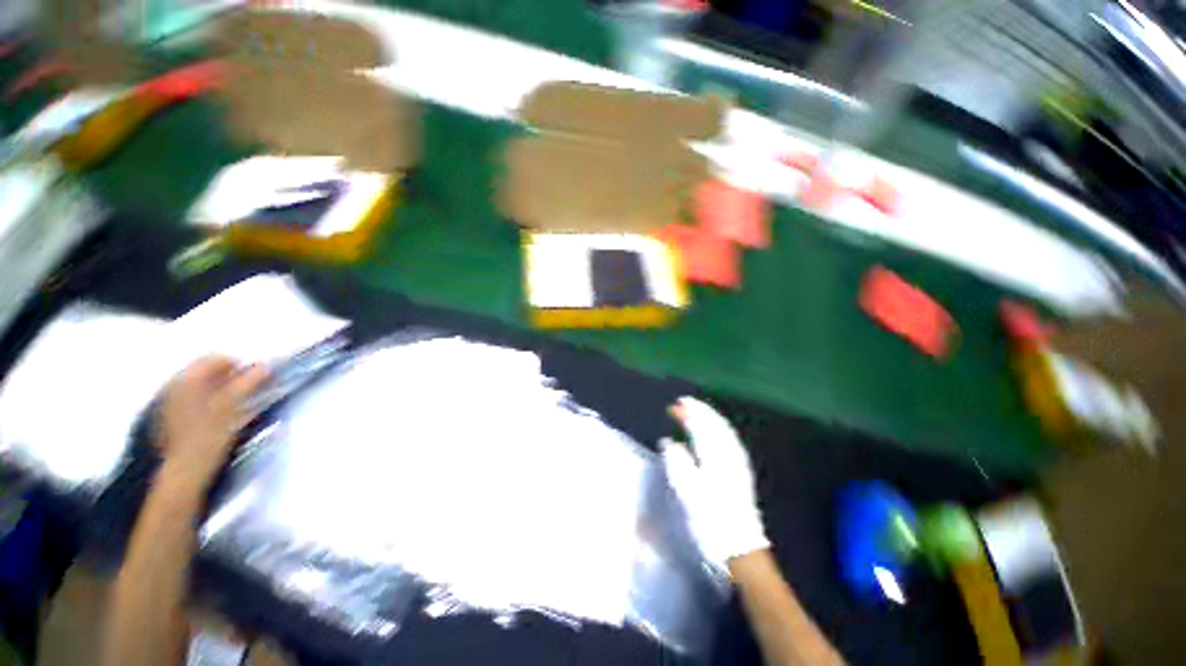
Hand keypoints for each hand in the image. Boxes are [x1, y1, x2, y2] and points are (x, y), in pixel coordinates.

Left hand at [156, 357, 268, 496]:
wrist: (184, 471)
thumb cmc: (210, 436)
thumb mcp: (234, 406)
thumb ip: (249, 383)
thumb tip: (265, 366)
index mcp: (188, 378)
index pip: (217, 359)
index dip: (241, 367)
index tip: (257, 381)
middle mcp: (174, 385)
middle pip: (206, 372)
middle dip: (229, 379)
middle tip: (248, 394)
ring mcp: (168, 403)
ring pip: (200, 387)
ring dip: (219, 392)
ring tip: (235, 408)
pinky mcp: (167, 419)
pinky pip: (190, 401)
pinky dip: (206, 404)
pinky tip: (216, 419)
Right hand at [661, 397, 768, 568]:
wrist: (740, 547)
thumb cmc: (710, 520)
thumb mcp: (688, 492)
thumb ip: (678, 462)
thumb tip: (669, 442)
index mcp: (715, 456)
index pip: (701, 426)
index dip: (689, 412)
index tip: (676, 404)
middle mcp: (729, 453)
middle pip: (714, 423)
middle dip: (699, 410)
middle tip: (683, 402)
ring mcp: (737, 461)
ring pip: (723, 429)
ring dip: (709, 416)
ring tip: (697, 410)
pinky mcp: (741, 470)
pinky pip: (729, 438)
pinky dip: (719, 428)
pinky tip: (715, 430)